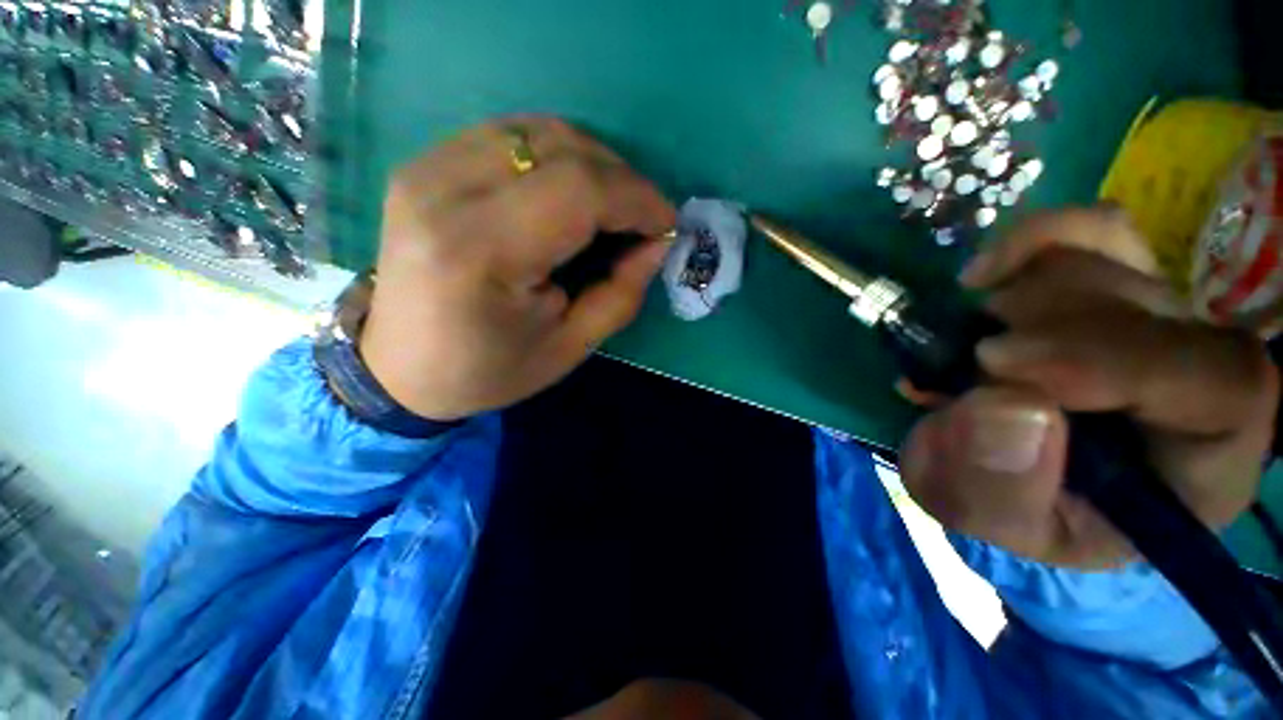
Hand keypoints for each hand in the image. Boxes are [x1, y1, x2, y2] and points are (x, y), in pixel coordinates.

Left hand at [360, 118, 675, 420]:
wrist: (400, 367)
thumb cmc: (489, 370)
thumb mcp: (569, 347)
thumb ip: (621, 293)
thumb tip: (657, 243)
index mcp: (481, 252)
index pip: (578, 191)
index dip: (636, 200)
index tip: (666, 224)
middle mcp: (445, 192)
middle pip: (559, 148)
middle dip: (621, 179)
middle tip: (643, 219)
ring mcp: (426, 169)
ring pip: (536, 132)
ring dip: (592, 164)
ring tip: (612, 207)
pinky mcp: (424, 165)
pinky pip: (509, 137)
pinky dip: (555, 157)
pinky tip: (569, 194)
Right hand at [900, 207, 1279, 568]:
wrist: (1000, 470)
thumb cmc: (1011, 506)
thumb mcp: (988, 518)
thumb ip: (994, 488)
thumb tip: (1006, 406)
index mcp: (1203, 458)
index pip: (1223, 384)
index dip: (1116, 356)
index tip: (997, 363)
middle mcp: (1197, 374)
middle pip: (1151, 305)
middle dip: (1040, 328)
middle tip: (967, 364)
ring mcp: (1156, 320)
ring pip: (1112, 260)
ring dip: (1018, 296)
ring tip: (966, 345)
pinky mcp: (1109, 287)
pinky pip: (1093, 230)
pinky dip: (1030, 241)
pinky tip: (982, 277)